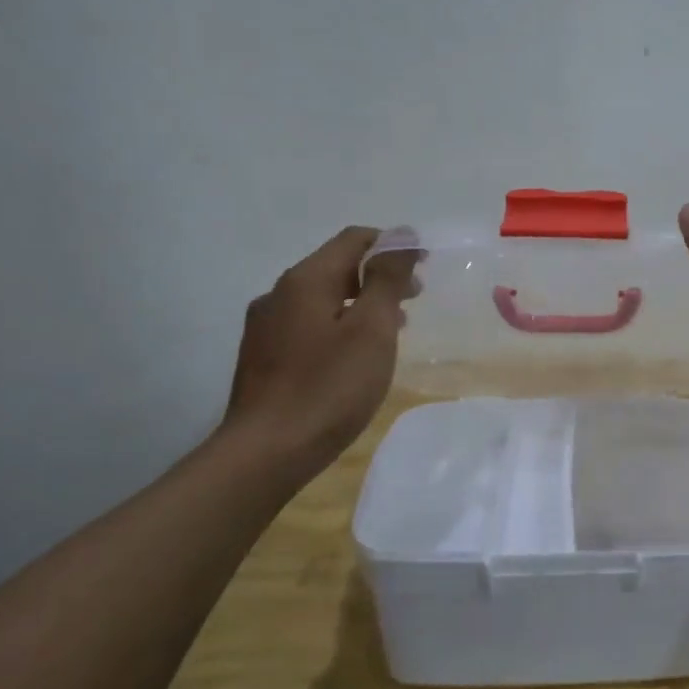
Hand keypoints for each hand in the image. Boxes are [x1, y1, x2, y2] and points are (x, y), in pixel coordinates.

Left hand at [220, 227, 416, 475]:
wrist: (266, 452)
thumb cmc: (329, 387)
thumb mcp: (371, 329)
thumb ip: (386, 279)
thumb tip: (402, 237)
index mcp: (306, 280)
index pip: (355, 239)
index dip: (394, 245)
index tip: (426, 267)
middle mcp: (279, 293)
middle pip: (337, 266)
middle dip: (379, 275)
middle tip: (414, 299)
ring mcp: (265, 326)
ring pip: (323, 298)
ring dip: (361, 302)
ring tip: (392, 327)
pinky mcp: (262, 356)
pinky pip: (309, 324)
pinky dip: (339, 324)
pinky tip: (354, 355)